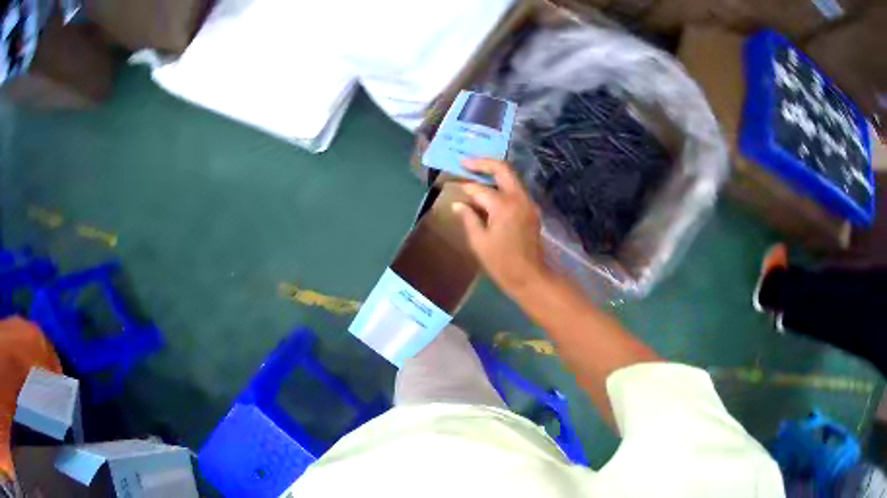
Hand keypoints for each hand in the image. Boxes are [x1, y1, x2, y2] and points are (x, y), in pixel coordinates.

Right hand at [453, 159, 552, 295]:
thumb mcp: (479, 242)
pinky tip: (489, 192)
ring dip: (494, 173)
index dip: (464, 188)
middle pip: (502, 169)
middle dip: (483, 163)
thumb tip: (458, 204)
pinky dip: (502, 186)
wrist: (530, 277)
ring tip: (475, 173)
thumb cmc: (502, 263)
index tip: (451, 186)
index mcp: (504, 205)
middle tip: (465, 162)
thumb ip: (468, 219)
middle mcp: (518, 198)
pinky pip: (515, 190)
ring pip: (511, 177)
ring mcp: (528, 203)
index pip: (479, 189)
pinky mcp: (531, 210)